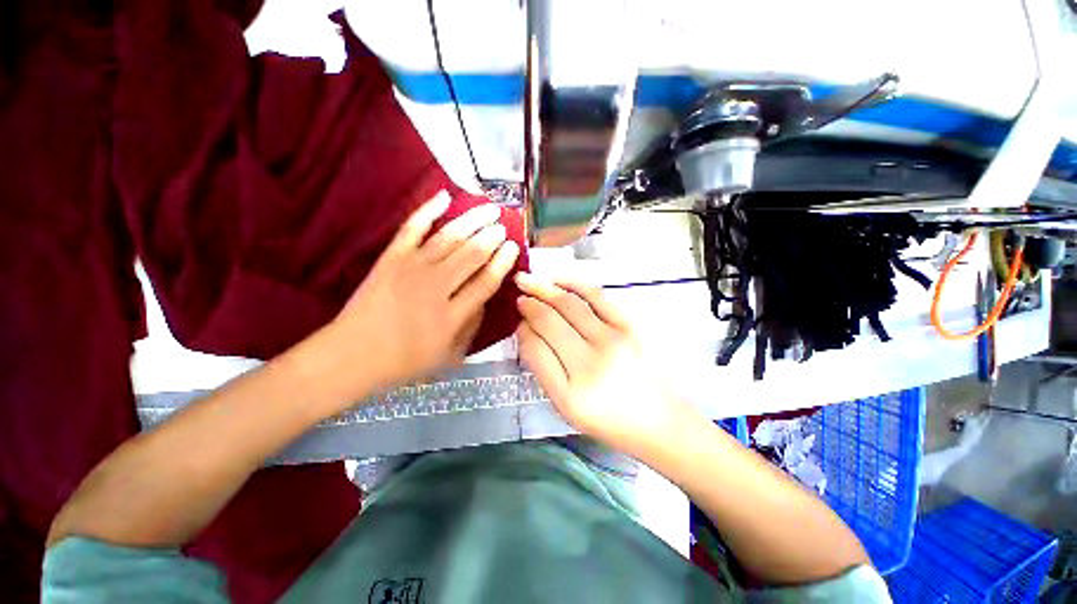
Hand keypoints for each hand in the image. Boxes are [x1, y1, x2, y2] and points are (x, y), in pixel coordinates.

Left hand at [320, 191, 519, 399]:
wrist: (351, 356)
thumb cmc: (404, 361)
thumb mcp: (449, 356)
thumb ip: (472, 326)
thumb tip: (485, 299)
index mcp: (452, 315)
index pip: (486, 281)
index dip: (502, 262)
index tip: (513, 247)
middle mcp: (435, 287)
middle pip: (471, 254)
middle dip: (491, 237)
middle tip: (503, 226)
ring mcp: (411, 268)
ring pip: (450, 237)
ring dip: (472, 220)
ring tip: (489, 209)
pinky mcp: (391, 257)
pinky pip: (412, 227)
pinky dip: (428, 210)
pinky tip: (444, 196)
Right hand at [514, 273, 689, 453]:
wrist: (660, 420)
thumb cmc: (610, 420)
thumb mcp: (567, 408)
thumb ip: (544, 370)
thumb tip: (528, 331)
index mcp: (570, 393)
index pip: (535, 348)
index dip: (522, 330)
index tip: (518, 321)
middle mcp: (590, 363)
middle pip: (549, 321)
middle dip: (529, 303)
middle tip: (519, 294)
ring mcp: (613, 340)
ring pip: (569, 304)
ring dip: (544, 288)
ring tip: (529, 280)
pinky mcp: (630, 326)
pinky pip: (596, 295)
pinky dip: (573, 282)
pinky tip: (558, 279)